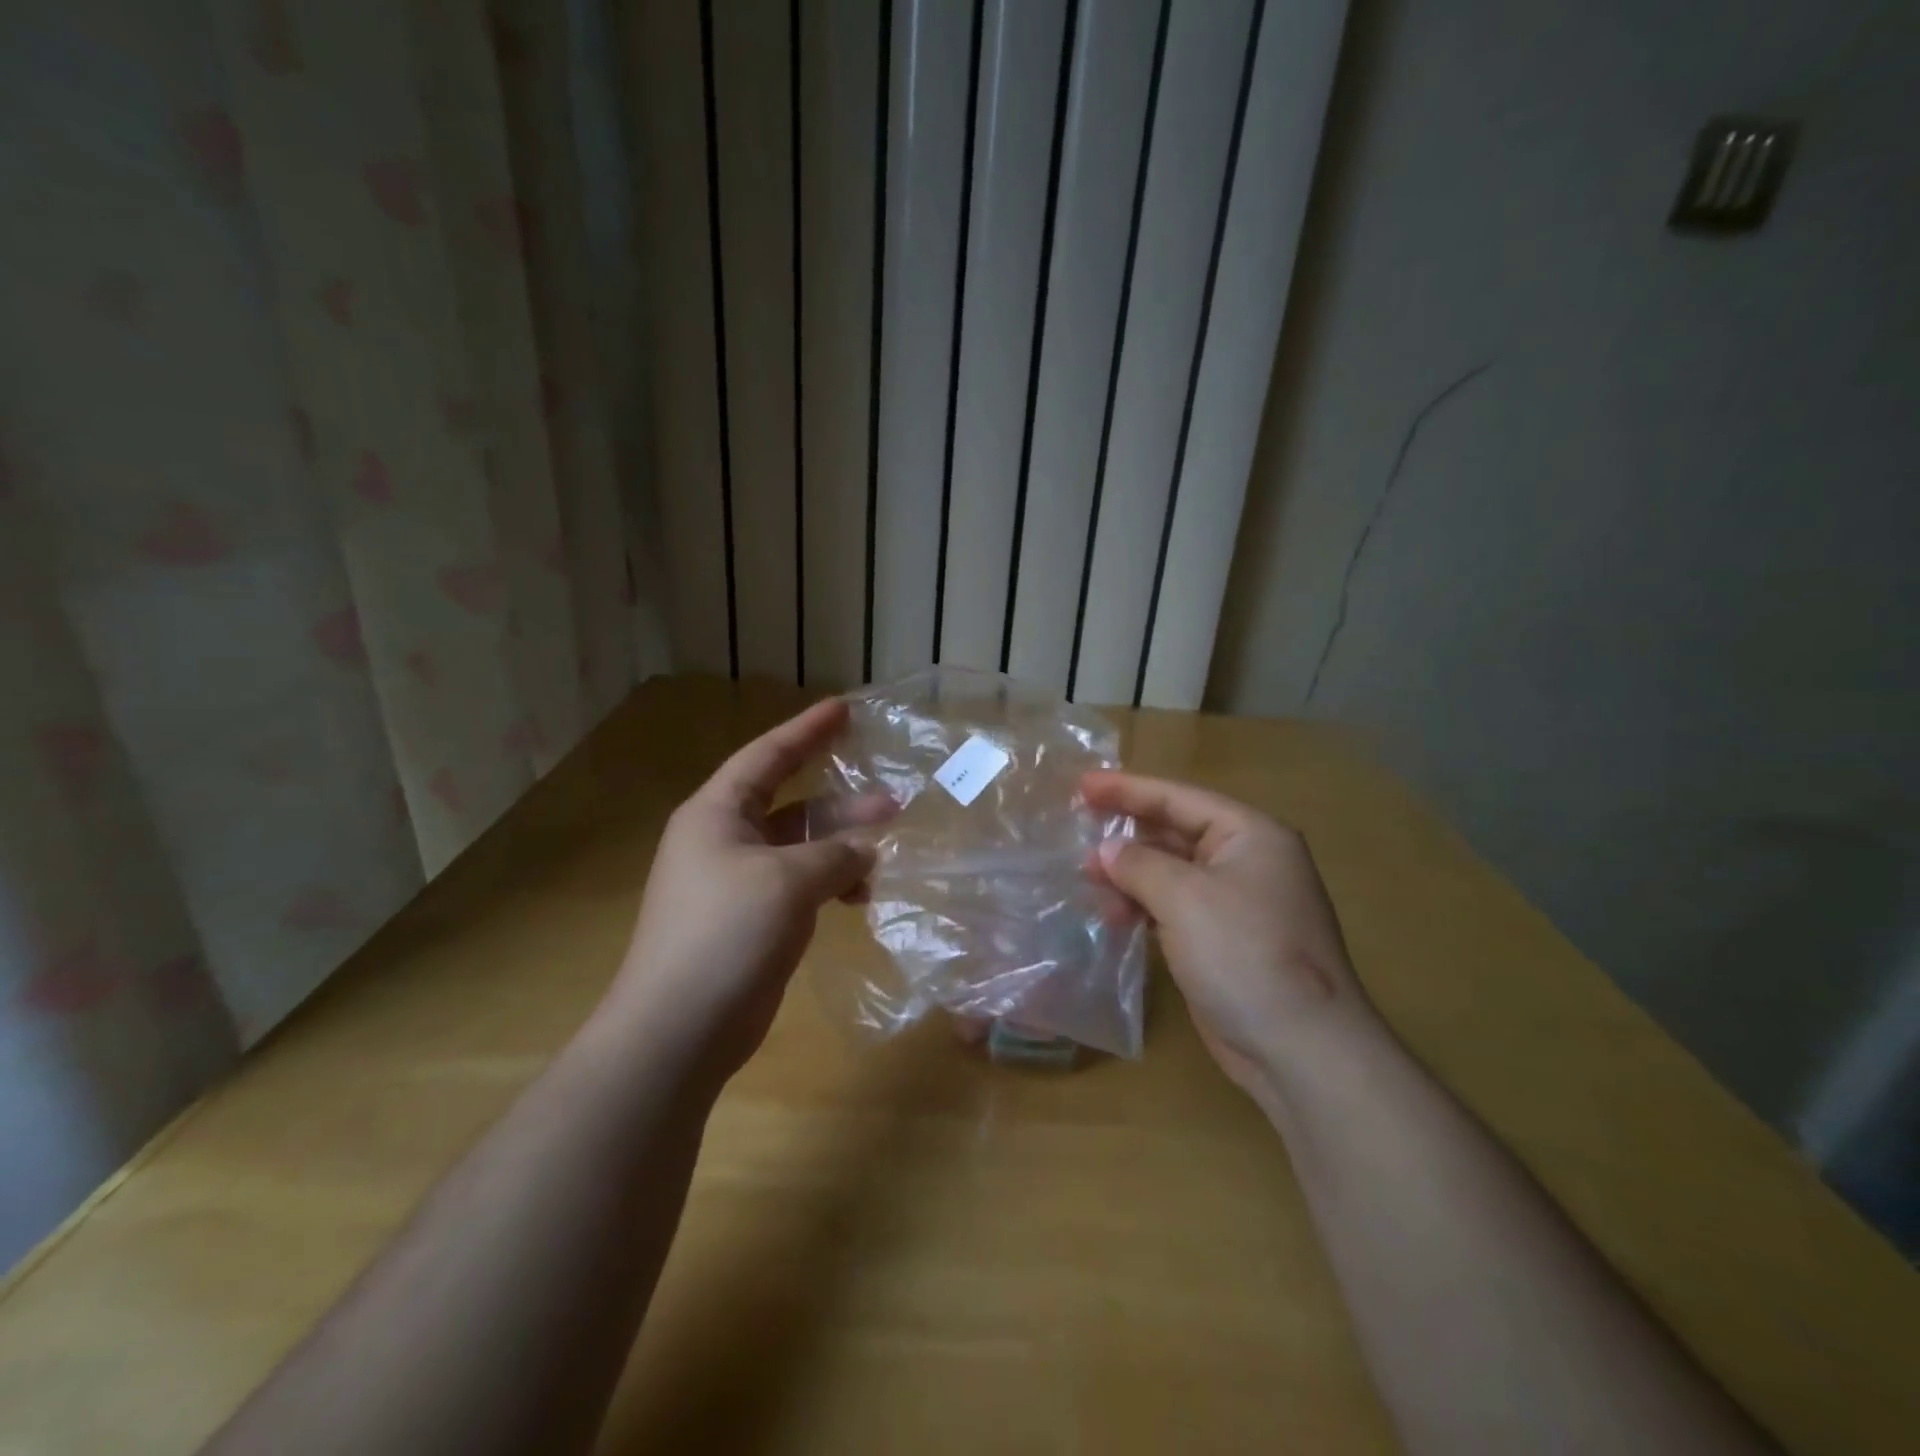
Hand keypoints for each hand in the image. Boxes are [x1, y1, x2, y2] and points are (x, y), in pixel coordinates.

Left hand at [598, 699, 891, 1088]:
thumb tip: (866, 851)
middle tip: (892, 799)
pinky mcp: (751, 920)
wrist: (678, 1028)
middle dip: (840, 801)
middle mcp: (724, 840)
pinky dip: (830, 884)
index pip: (767, 756)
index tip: (844, 709)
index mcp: (717, 813)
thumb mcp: (788, 881)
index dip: (807, 730)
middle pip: (791, 804)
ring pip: (799, 848)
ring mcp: (736, 882)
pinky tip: (861, 896)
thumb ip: (835, 855)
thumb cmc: (726, 933)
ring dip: (841, 847)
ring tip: (887, 849)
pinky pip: (799, 885)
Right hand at [1082, 772, 1378, 1100]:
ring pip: (1171, 874)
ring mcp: (1236, 904)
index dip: (1126, 789)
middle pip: (1175, 832)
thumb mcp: (1184, 897)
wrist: (1300, 1049)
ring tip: (1086, 880)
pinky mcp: (1224, 942)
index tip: (1080, 786)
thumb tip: (1105, 851)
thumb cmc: (1244, 953)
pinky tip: (1112, 916)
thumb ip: (1138, 864)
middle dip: (1126, 834)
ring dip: (1130, 875)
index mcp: (1250, 835)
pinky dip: (1143, 907)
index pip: (1178, 798)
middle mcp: (1246, 861)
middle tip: (1076, 830)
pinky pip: (1174, 909)